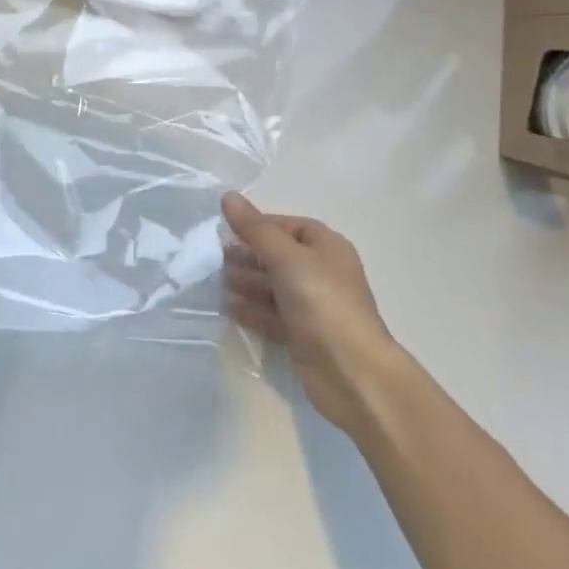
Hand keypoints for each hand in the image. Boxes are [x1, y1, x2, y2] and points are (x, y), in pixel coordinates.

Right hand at [222, 193, 400, 436]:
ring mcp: (313, 306)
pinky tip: (228, 308)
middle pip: (279, 256)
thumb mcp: (287, 257)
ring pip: (273, 287)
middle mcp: (322, 273)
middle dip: (248, 256)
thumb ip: (255, 229)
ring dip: (247, 283)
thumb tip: (228, 196)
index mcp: (327, 247)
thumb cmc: (322, 302)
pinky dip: (252, 310)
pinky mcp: (303, 335)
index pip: (289, 226)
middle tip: (216, 259)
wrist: (352, 372)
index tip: (228, 231)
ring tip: (218, 282)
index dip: (259, 226)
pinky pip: (272, 315)